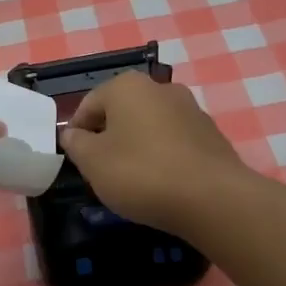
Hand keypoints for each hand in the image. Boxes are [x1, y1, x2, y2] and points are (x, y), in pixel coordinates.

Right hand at [59, 70, 248, 232]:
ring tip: (131, 180)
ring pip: (148, 126)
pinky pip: (173, 142)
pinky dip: (162, 157)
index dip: (76, 133)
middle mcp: (160, 88)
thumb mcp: (93, 162)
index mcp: (127, 86)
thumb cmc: (141, 173)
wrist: (213, 199)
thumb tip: (72, 134)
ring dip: (136, 147)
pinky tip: (161, 183)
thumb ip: (75, 144)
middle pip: (120, 112)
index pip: (88, 105)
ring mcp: (190, 109)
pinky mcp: (211, 134)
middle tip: (101, 171)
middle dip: (107, 138)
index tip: (75, 161)